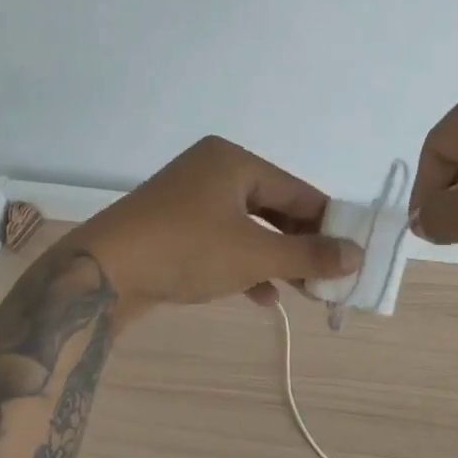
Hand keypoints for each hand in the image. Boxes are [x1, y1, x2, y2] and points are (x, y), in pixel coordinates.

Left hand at [69, 136, 361, 316]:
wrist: (99, 275)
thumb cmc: (186, 250)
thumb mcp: (255, 254)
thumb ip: (309, 255)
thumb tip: (357, 255)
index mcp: (233, 161)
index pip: (297, 190)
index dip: (327, 223)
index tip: (352, 253)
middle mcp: (212, 171)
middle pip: (273, 208)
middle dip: (300, 246)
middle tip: (328, 278)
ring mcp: (188, 199)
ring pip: (248, 227)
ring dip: (275, 259)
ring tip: (303, 292)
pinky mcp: (172, 228)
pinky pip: (221, 241)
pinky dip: (243, 264)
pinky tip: (261, 296)